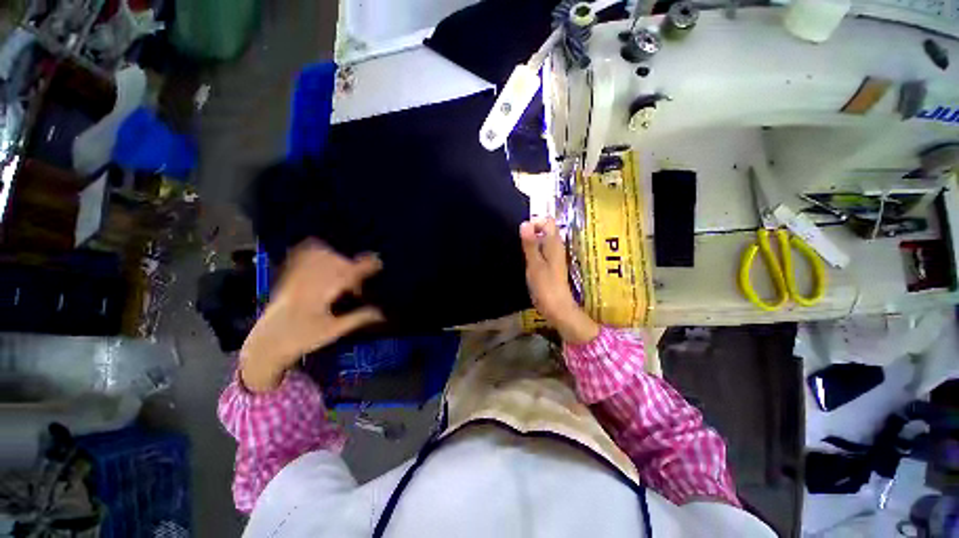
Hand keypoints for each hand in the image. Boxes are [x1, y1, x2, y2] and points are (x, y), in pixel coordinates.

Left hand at [239, 241, 384, 392]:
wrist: (266, 343)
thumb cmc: (302, 338)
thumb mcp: (333, 331)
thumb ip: (358, 318)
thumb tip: (383, 312)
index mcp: (319, 294)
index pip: (346, 273)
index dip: (365, 266)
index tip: (378, 262)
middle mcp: (308, 280)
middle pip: (335, 260)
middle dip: (353, 263)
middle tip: (361, 276)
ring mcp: (295, 276)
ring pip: (319, 255)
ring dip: (336, 255)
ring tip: (345, 266)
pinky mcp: (287, 276)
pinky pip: (300, 255)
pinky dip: (314, 249)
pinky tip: (323, 251)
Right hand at [520, 217, 598, 344]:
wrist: (557, 308)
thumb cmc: (545, 286)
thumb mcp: (534, 264)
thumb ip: (530, 244)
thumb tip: (525, 223)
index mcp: (554, 244)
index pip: (548, 221)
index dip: (535, 222)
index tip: (522, 232)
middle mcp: (556, 247)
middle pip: (546, 229)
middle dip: (532, 230)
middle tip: (518, 241)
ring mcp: (554, 256)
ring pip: (543, 240)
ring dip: (531, 240)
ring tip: (520, 249)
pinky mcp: (551, 265)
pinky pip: (542, 250)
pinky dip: (533, 250)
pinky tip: (525, 259)